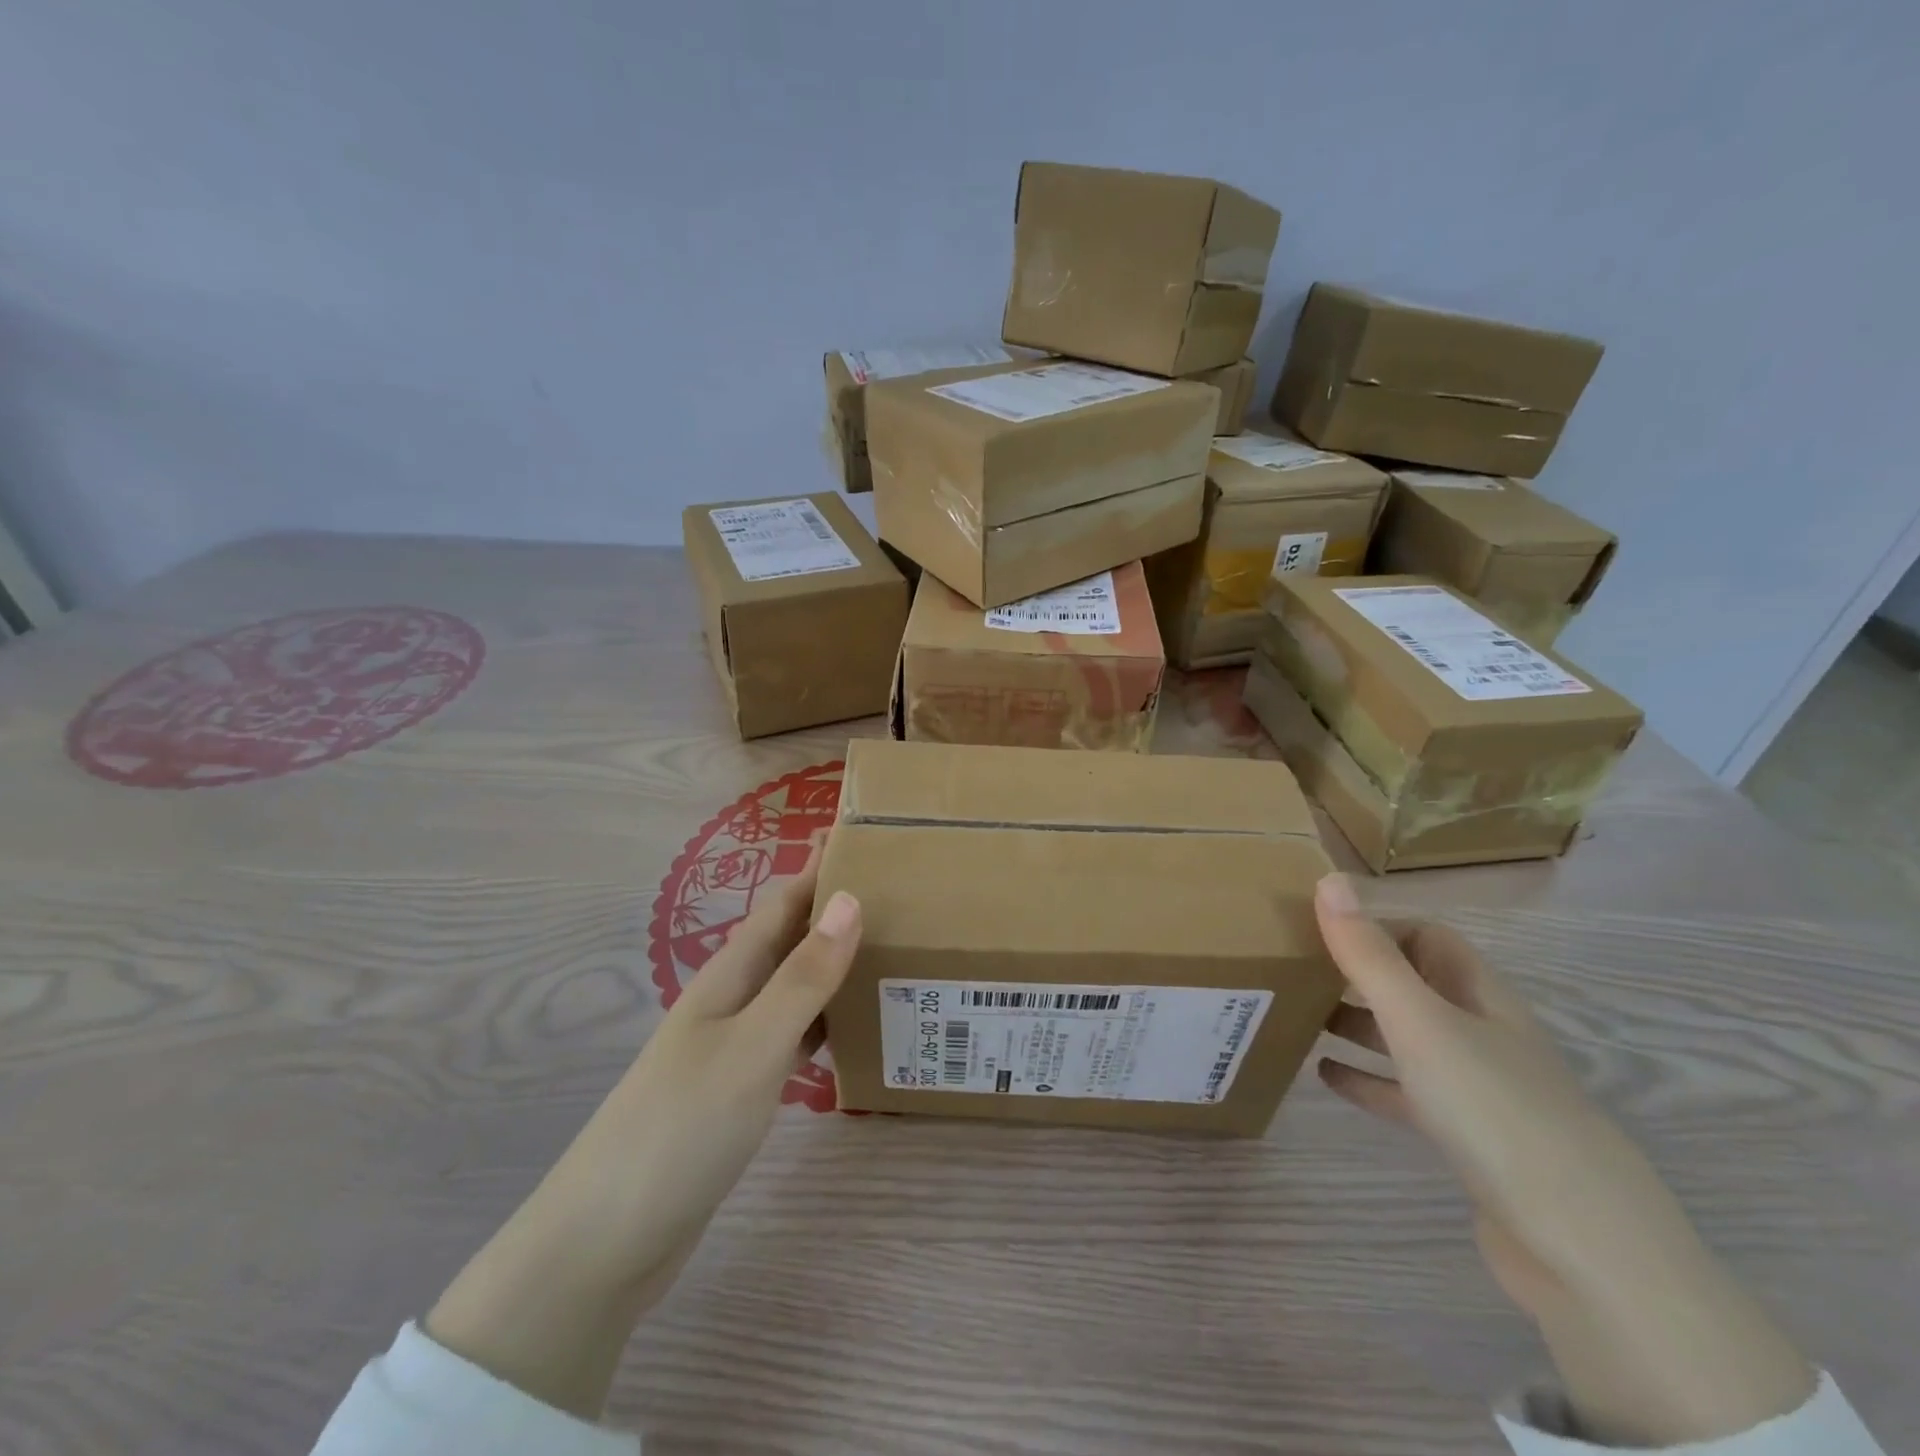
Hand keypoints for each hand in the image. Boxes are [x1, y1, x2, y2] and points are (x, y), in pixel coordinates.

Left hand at [425, 845, 860, 1421]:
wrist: (606, 1241)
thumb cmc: (682, 1128)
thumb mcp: (754, 1046)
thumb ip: (804, 977)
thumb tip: (851, 899)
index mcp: (731, 974)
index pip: (784, 902)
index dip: (823, 869)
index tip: (874, 844)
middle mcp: (732, 998)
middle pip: (792, 940)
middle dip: (840, 914)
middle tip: (908, 902)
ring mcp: (733, 1045)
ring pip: (796, 987)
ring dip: (838, 966)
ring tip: (898, 956)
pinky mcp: (738, 1088)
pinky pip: (793, 1035)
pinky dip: (827, 1021)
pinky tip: (859, 1031)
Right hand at [1314, 874, 1812, 1446]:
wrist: (1583, 1250)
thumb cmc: (1495, 1112)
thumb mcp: (1420, 1022)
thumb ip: (1369, 955)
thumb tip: (1329, 879)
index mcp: (1479, 996)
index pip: (1428, 936)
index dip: (1377, 925)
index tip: (1316, 928)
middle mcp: (1482, 1032)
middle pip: (1415, 984)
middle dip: (1358, 973)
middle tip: (1295, 970)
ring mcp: (1479, 1089)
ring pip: (1407, 1038)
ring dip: (1357, 1024)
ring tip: (1299, 1017)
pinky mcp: (1469, 1140)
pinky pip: (1406, 1093)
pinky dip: (1367, 1079)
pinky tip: (1325, 1077)